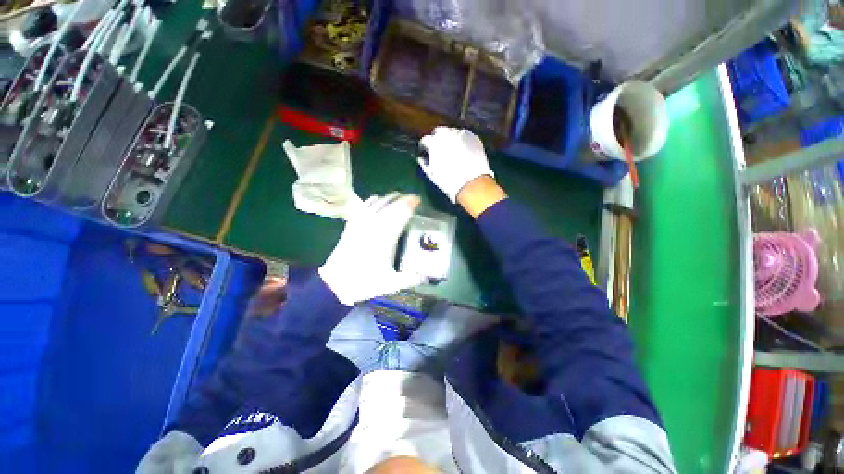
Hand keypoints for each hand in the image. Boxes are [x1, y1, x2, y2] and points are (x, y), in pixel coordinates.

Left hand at [319, 194, 425, 305]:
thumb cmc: (365, 283)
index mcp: (385, 237)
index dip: (409, 204)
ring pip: (376, 203)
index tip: (418, 200)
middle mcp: (373, 225)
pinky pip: (364, 207)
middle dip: (401, 199)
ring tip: (398, 196)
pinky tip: (376, 198)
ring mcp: (361, 224)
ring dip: (388, 198)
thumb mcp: (392, 284)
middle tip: (412, 198)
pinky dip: (372, 200)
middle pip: (389, 205)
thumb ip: (412, 279)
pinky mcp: (352, 225)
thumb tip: (428, 276)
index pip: (400, 214)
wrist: (336, 284)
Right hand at [419, 127, 493, 202]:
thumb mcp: (432, 174)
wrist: (472, 183)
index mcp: (434, 143)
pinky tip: (463, 150)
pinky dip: (462, 140)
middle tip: (439, 150)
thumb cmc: (449, 181)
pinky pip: (465, 136)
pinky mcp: (474, 137)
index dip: (424, 147)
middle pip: (439, 132)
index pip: (425, 140)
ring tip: (452, 149)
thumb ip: (425, 164)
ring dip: (450, 138)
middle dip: (437, 139)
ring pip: (453, 132)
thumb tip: (421, 158)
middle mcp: (447, 134)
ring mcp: (462, 134)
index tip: (425, 152)